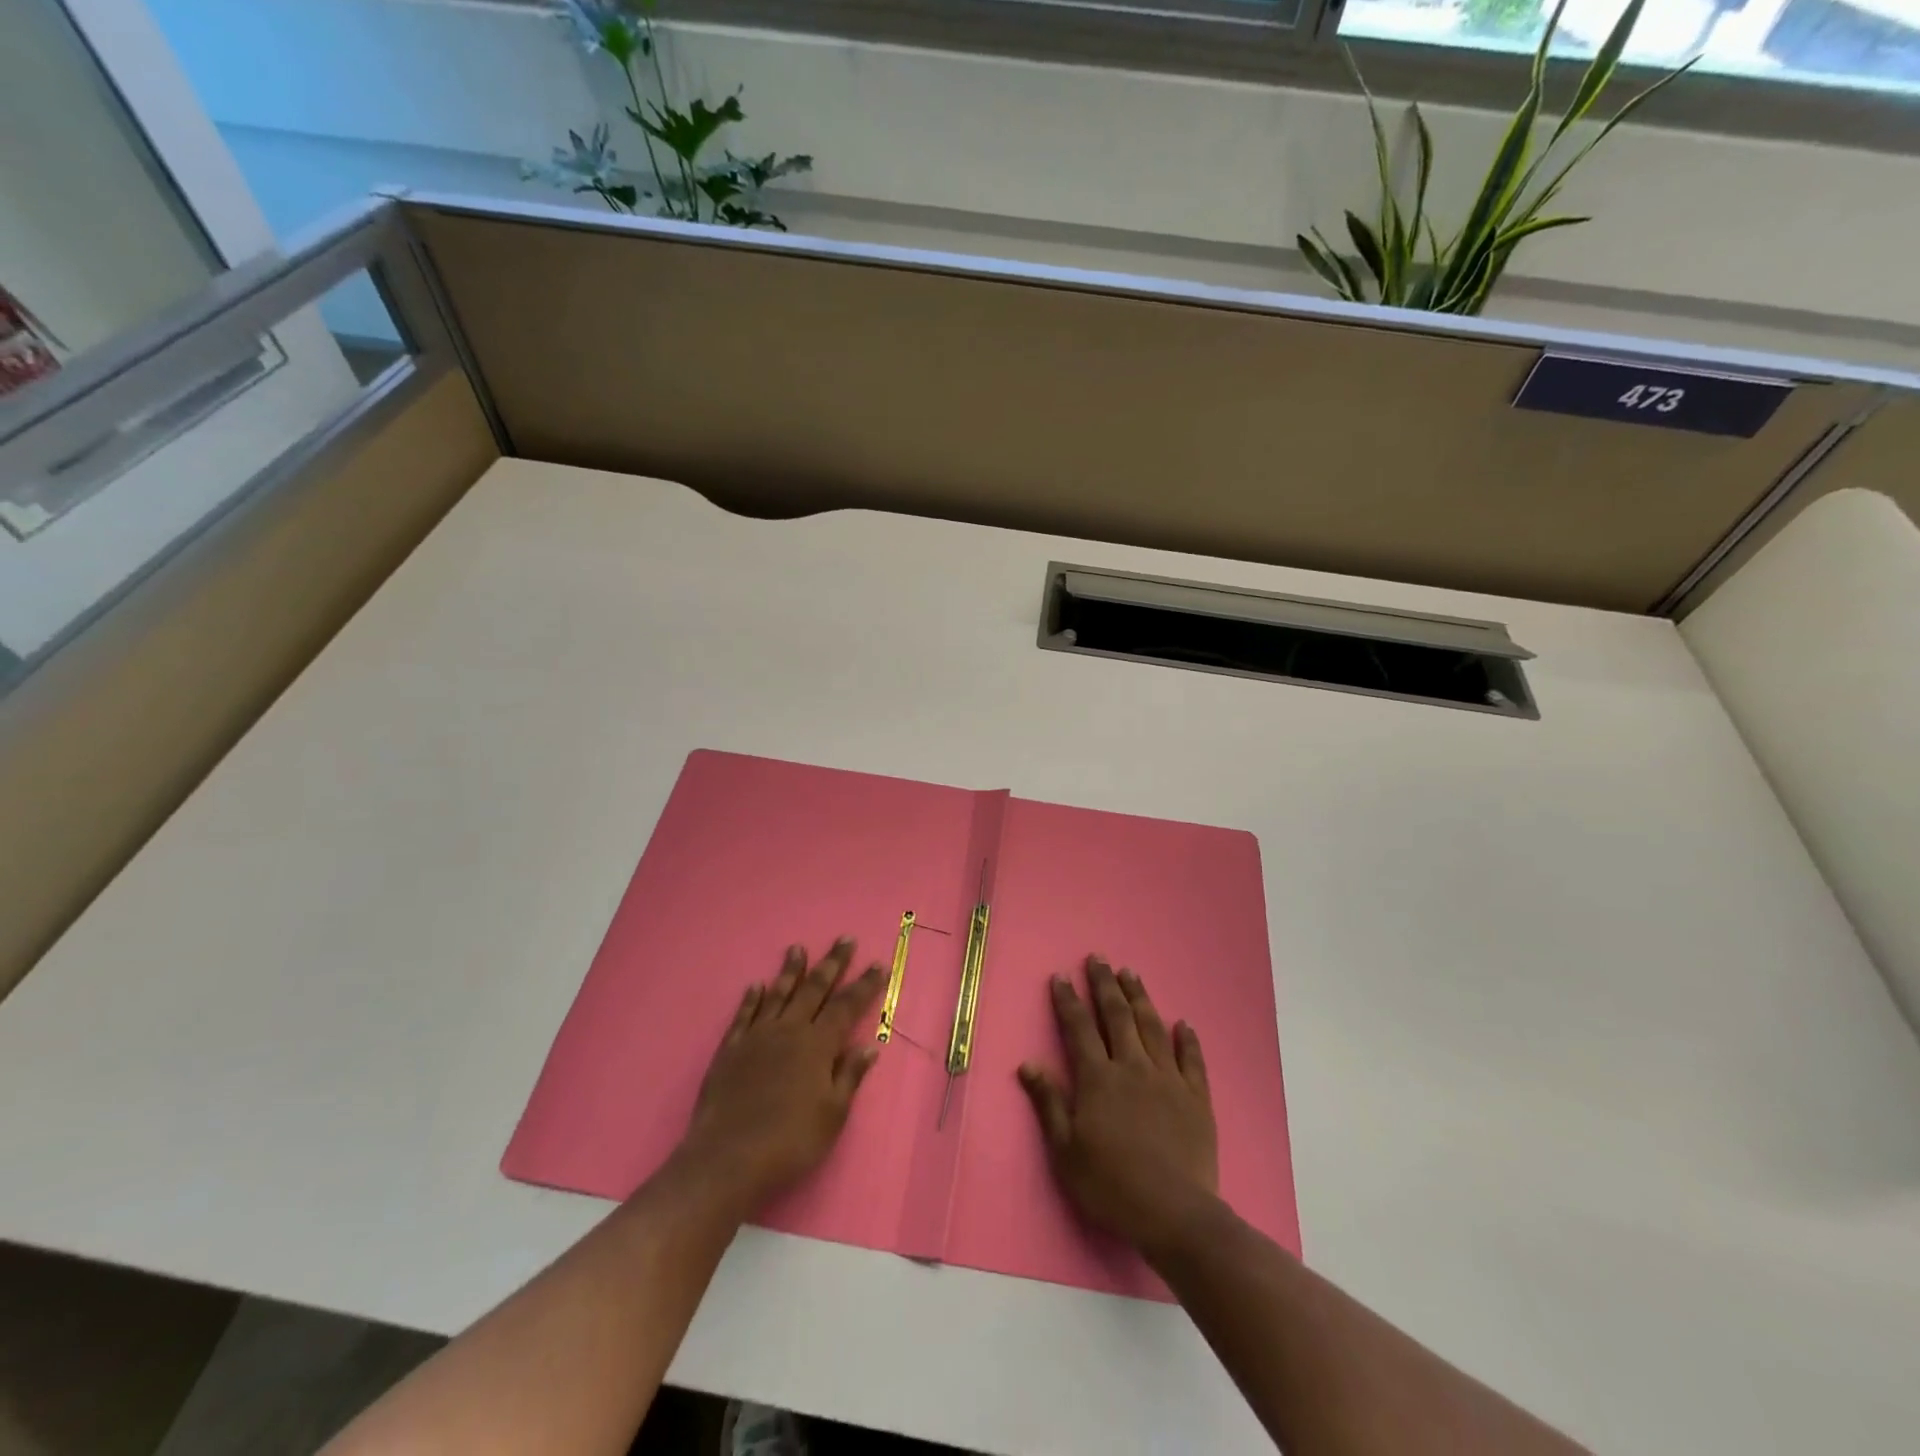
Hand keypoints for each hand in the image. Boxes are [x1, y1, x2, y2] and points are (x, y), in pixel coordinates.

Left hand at [676, 939, 885, 1212]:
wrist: (728, 1159)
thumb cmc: (790, 1142)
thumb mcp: (833, 1115)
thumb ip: (849, 1076)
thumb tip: (869, 1046)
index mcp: (818, 1046)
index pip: (847, 1006)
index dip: (864, 985)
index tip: (877, 965)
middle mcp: (789, 1031)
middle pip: (814, 989)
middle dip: (832, 964)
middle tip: (845, 939)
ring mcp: (756, 1037)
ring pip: (777, 994)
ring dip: (790, 970)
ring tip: (797, 948)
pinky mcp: (730, 1050)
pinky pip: (743, 1015)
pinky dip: (751, 998)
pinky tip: (756, 986)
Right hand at [1019, 955, 1218, 1258]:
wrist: (1174, 1215)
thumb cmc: (1111, 1185)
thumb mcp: (1066, 1150)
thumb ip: (1049, 1103)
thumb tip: (1028, 1063)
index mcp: (1098, 1079)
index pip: (1079, 1028)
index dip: (1068, 1000)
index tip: (1061, 976)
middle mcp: (1132, 1067)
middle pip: (1116, 1016)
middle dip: (1105, 985)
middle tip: (1099, 958)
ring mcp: (1168, 1080)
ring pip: (1152, 1027)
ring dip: (1140, 998)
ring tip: (1131, 973)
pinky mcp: (1196, 1098)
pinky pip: (1192, 1060)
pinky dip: (1188, 1039)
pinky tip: (1184, 1023)